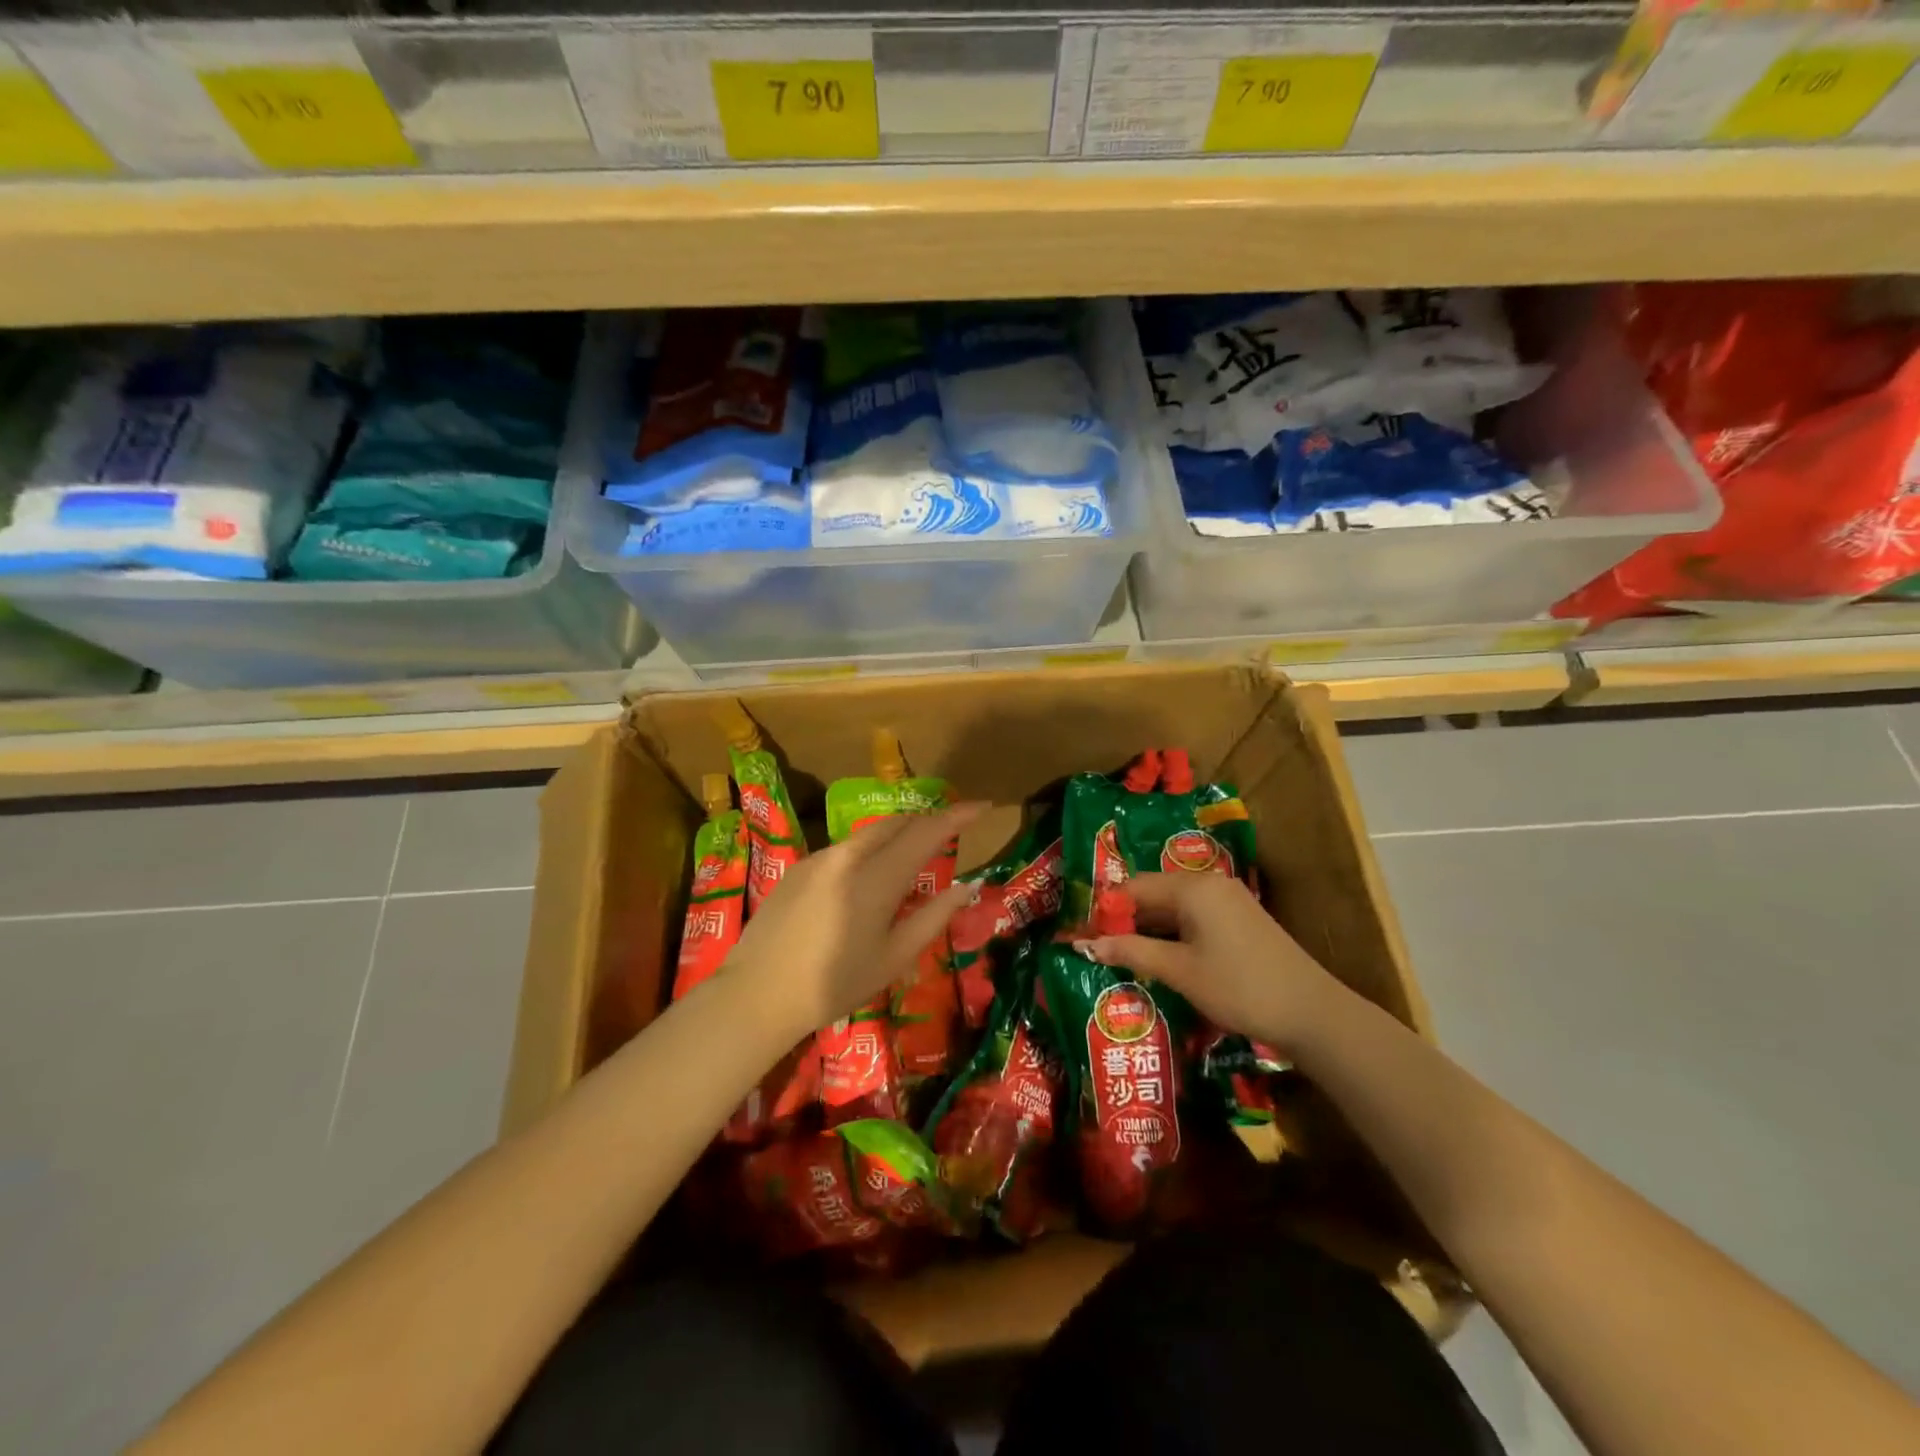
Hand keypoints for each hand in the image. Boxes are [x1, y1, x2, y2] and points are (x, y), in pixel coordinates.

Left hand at [723, 802, 986, 1037]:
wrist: (757, 994)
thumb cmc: (834, 984)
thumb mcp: (894, 957)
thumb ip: (934, 917)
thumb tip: (967, 886)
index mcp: (877, 877)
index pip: (927, 832)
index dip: (958, 816)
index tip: (983, 806)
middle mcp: (849, 855)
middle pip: (897, 823)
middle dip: (928, 821)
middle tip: (951, 831)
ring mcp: (820, 858)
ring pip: (869, 833)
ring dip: (898, 834)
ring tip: (914, 852)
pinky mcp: (799, 867)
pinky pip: (845, 848)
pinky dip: (869, 850)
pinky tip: (869, 877)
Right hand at [1079, 871, 1346, 1058]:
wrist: (1312, 1012)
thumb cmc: (1239, 987)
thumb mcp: (1179, 971)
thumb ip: (1131, 951)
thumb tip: (1086, 944)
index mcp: (1192, 887)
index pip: (1134, 887)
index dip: (1106, 909)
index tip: (1082, 932)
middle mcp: (1209, 884)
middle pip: (1154, 893)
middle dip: (1125, 919)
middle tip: (1098, 946)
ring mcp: (1229, 900)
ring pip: (1174, 907)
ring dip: (1148, 929)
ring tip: (1121, 954)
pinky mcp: (1240, 919)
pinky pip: (1194, 917)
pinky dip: (1173, 933)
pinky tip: (1160, 957)